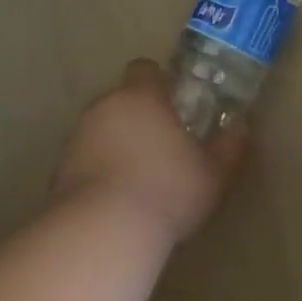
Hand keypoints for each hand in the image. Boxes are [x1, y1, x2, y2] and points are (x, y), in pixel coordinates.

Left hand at [52, 60, 248, 243]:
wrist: (103, 231)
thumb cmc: (168, 190)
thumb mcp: (213, 173)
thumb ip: (229, 148)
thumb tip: (242, 128)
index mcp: (141, 98)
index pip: (145, 70)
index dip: (160, 83)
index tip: (176, 105)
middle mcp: (103, 109)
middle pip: (122, 101)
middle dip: (140, 118)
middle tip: (164, 147)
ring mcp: (76, 139)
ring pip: (101, 131)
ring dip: (118, 146)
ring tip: (141, 179)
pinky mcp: (59, 172)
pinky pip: (86, 161)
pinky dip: (100, 172)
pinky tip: (118, 201)